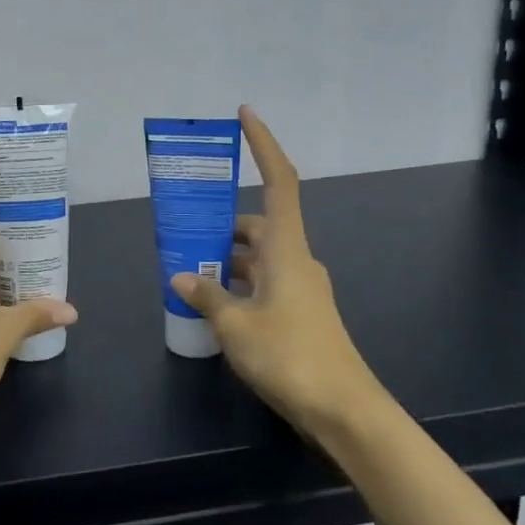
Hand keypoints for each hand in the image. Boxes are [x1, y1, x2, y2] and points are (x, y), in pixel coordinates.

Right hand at [170, 106, 381, 436]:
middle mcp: (297, 260)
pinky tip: (213, 304)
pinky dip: (239, 284)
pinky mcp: (301, 314)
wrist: (344, 410)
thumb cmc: (290, 356)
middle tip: (185, 230)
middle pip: (259, 224)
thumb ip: (206, 297)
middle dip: (223, 224)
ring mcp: (302, 288)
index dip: (263, 144)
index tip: (245, 114)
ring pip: (259, 258)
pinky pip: (264, 283)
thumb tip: (181, 277)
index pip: (278, 181)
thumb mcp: (235, 325)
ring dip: (227, 259)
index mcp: (286, 249)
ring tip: (188, 270)